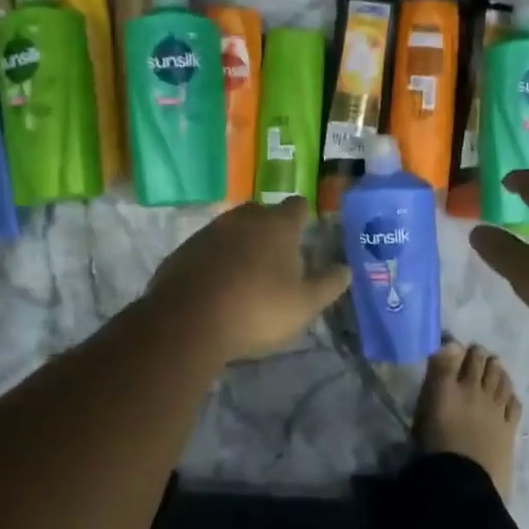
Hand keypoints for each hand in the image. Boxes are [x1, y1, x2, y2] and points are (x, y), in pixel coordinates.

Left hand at [147, 198, 351, 362]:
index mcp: (277, 226)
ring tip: (247, 272)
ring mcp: (209, 232)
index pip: (297, 206)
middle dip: (271, 228)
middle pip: (262, 212)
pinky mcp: (183, 250)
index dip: (303, 216)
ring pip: (232, 229)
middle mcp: (243, 219)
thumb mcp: (304, 305)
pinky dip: (216, 259)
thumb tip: (345, 269)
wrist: (187, 323)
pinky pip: (208, 248)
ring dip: (241, 243)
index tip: (306, 230)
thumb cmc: (256, 310)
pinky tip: (218, 284)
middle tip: (278, 255)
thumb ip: (328, 285)